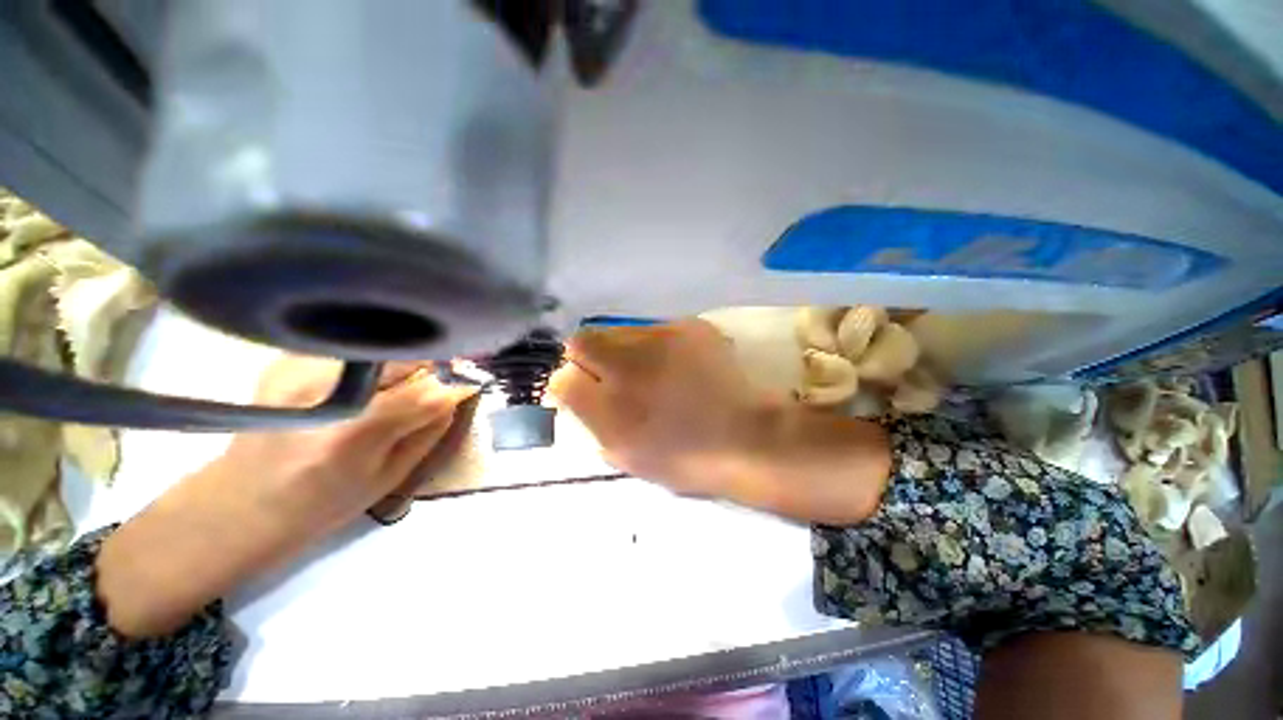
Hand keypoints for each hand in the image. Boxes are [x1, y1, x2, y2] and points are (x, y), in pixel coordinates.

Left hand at [222, 357, 476, 535]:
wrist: (241, 501)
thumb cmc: (324, 502)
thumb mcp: (390, 476)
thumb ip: (430, 429)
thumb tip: (458, 391)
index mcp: (351, 433)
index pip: (426, 391)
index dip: (454, 384)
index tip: (469, 383)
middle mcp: (320, 389)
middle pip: (401, 355)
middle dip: (428, 364)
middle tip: (433, 381)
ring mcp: (296, 368)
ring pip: (377, 342)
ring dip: (399, 359)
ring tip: (394, 383)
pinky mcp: (285, 358)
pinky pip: (350, 344)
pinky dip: (369, 357)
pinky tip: (362, 379)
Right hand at [551, 320, 891, 523]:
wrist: (747, 438)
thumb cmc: (686, 460)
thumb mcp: (626, 456)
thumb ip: (591, 423)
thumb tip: (573, 395)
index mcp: (610, 406)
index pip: (562, 379)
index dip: (567, 384)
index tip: (580, 390)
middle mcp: (628, 365)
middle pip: (582, 341)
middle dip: (586, 357)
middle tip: (609, 374)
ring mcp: (660, 339)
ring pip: (620, 331)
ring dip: (624, 350)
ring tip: (649, 370)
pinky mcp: (689, 327)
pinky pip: (655, 329)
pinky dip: (657, 346)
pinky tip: (676, 364)